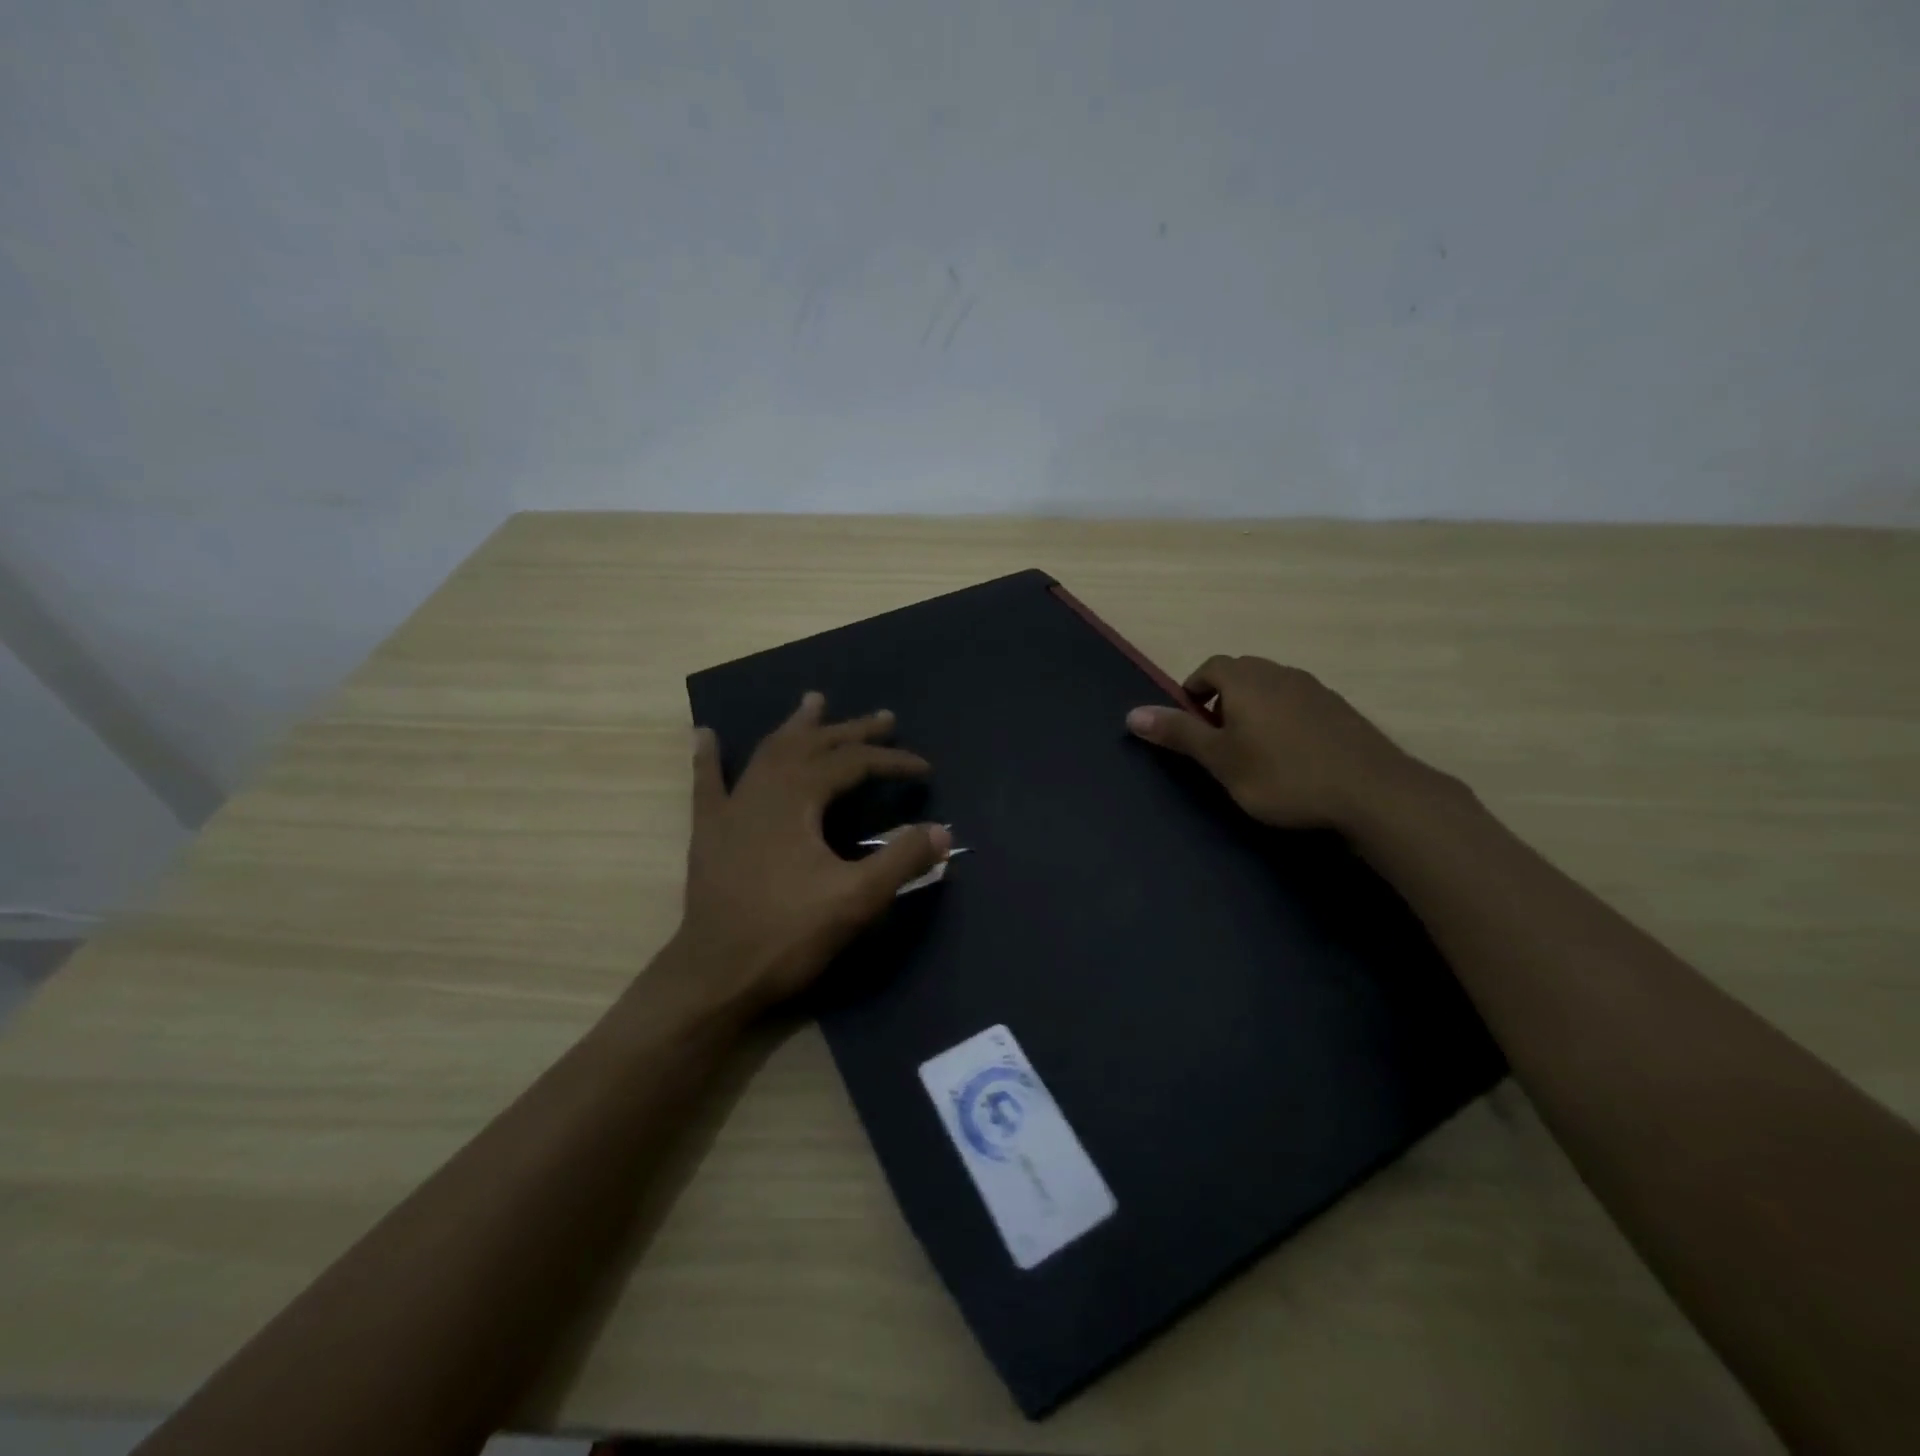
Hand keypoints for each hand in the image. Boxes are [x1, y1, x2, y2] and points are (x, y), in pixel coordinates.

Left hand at [669, 692, 951, 1015]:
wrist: (715, 974)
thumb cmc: (788, 934)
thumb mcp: (856, 898)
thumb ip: (902, 860)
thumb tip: (944, 830)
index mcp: (798, 798)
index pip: (854, 764)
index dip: (892, 762)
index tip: (926, 770)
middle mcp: (764, 789)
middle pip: (814, 746)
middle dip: (853, 731)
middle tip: (885, 717)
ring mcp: (732, 807)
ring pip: (768, 752)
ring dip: (797, 727)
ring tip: (814, 701)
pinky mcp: (709, 831)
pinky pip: (708, 783)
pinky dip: (708, 757)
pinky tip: (704, 734)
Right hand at [1125, 655, 1439, 831]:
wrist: (1371, 792)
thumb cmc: (1282, 775)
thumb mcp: (1220, 760)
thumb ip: (1178, 734)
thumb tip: (1131, 714)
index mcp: (1246, 680)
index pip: (1211, 667)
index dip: (1195, 688)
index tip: (1191, 719)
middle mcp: (1280, 674)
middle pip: (1242, 672)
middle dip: (1223, 696)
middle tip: (1218, 736)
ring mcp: (1316, 690)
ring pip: (1273, 687)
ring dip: (1255, 707)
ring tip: (1254, 748)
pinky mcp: (1341, 711)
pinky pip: (1300, 703)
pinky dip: (1285, 718)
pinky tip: (1292, 755)